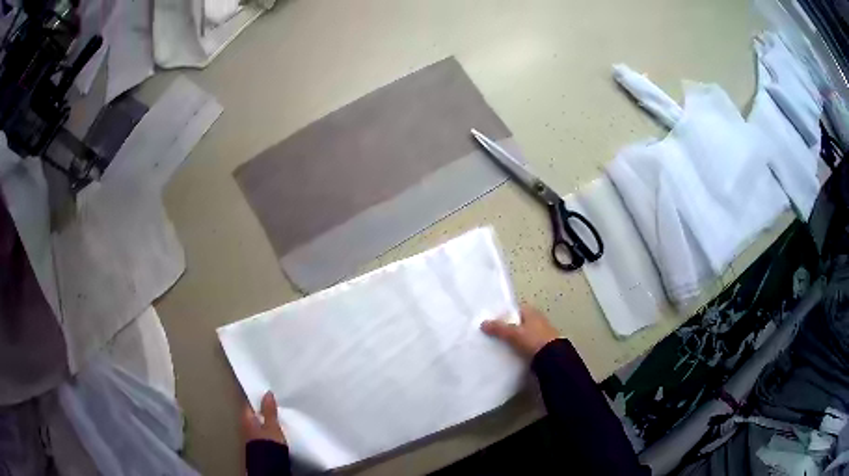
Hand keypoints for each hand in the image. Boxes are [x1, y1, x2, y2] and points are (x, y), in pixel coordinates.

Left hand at [241, 391, 286, 444]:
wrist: (269, 464)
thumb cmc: (269, 443)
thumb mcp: (272, 425)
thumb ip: (269, 410)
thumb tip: (267, 394)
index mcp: (245, 418)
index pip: (249, 404)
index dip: (256, 398)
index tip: (264, 393)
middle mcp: (244, 426)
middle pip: (252, 413)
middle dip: (260, 409)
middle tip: (271, 404)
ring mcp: (249, 436)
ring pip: (255, 423)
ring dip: (262, 420)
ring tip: (273, 417)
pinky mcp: (256, 444)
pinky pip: (259, 431)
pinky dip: (264, 428)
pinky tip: (272, 430)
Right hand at [481, 305, 559, 358]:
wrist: (553, 358)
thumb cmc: (534, 340)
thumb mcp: (513, 334)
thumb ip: (498, 328)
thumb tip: (483, 323)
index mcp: (531, 311)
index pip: (513, 309)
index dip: (502, 315)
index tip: (490, 322)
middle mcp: (537, 319)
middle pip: (517, 322)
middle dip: (506, 327)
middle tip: (491, 334)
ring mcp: (540, 332)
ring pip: (521, 333)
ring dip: (512, 338)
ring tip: (497, 345)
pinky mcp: (541, 345)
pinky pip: (525, 343)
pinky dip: (518, 346)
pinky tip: (510, 352)